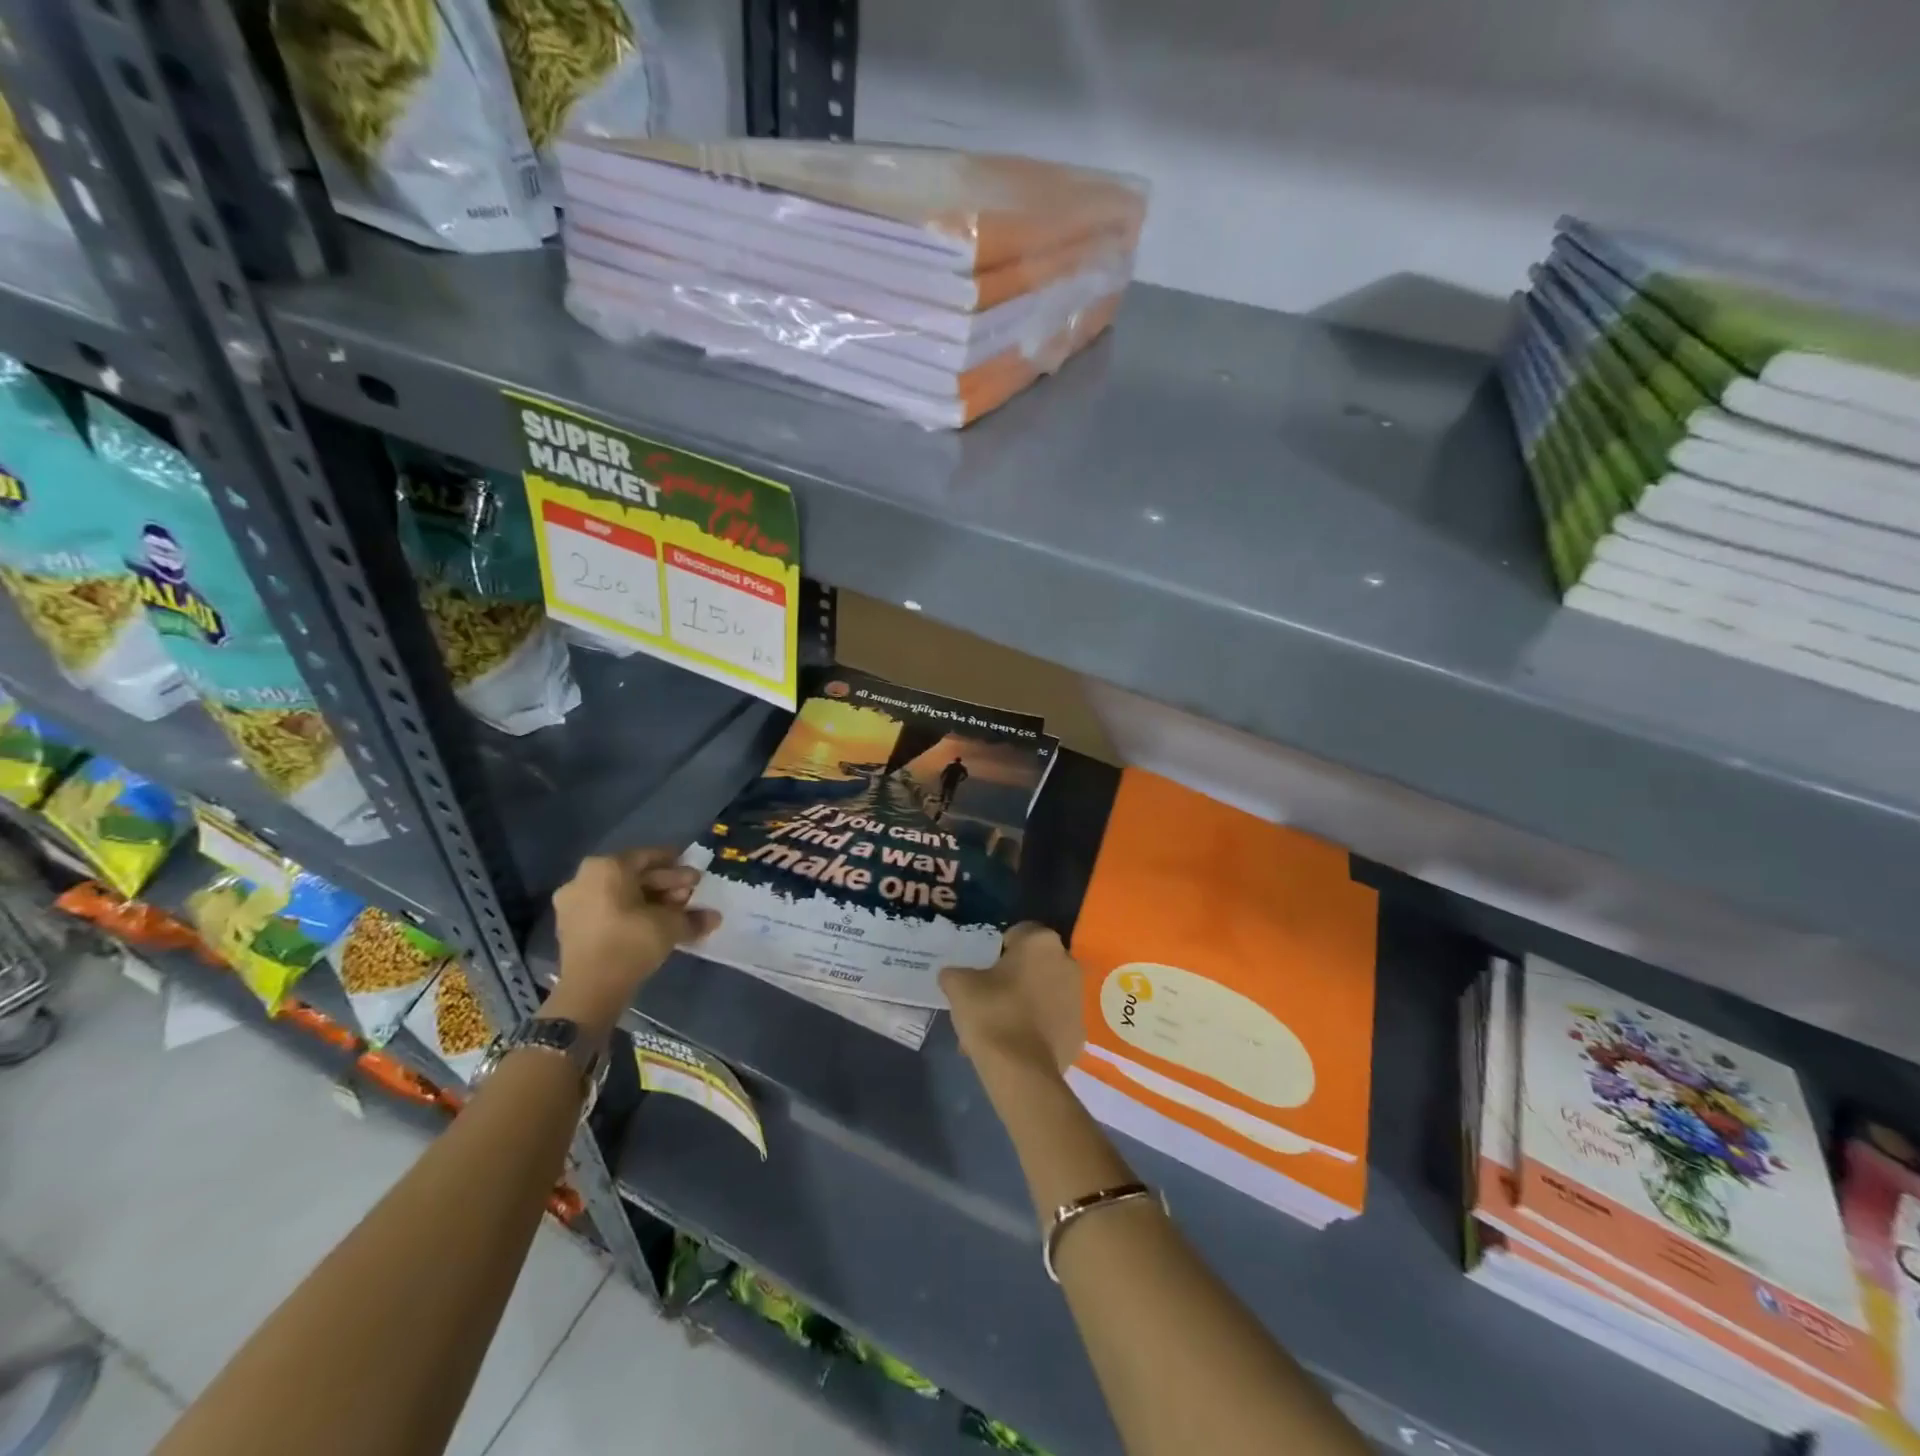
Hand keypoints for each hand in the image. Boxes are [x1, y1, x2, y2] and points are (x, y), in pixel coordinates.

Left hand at [548, 849, 719, 1033]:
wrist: (590, 989)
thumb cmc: (631, 942)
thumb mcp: (671, 925)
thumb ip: (693, 917)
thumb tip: (715, 917)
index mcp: (606, 867)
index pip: (648, 857)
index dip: (676, 866)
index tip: (695, 875)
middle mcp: (584, 878)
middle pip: (634, 876)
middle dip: (665, 886)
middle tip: (690, 895)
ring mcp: (573, 904)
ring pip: (620, 894)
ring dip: (650, 901)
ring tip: (676, 914)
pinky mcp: (570, 927)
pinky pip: (607, 910)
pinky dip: (630, 914)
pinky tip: (654, 926)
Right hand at [941, 922, 1084, 1077]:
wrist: (1021, 1070)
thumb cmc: (992, 1013)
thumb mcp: (959, 986)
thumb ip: (954, 973)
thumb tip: (952, 975)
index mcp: (1041, 942)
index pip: (1017, 933)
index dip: (997, 950)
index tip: (983, 971)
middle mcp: (1067, 962)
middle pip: (1034, 963)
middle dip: (1014, 976)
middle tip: (989, 997)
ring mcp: (1078, 998)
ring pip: (1045, 992)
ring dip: (1027, 1001)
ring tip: (999, 1026)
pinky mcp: (1080, 1031)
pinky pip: (1054, 1020)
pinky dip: (1039, 1026)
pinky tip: (1016, 1043)